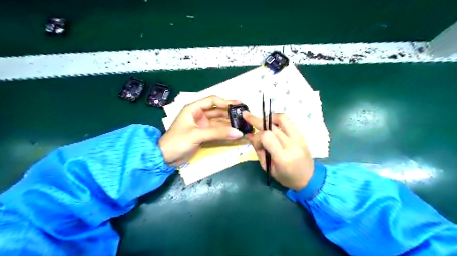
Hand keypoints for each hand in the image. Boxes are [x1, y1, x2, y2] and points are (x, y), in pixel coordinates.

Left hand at [159, 95, 244, 165]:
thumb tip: (238, 132)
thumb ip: (217, 133)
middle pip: (217, 111)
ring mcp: (202, 125)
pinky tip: (235, 133)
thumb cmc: (178, 142)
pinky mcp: (204, 135)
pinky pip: (217, 131)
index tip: (238, 105)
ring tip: (242, 125)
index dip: (225, 102)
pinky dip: (225, 132)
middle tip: (244, 116)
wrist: (166, 158)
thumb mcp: (196, 135)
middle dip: (230, 113)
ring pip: (219, 122)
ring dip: (229, 123)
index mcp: (194, 109)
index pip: (212, 101)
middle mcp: (199, 115)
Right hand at [243, 112, 314, 189]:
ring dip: (269, 117)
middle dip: (256, 120)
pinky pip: (289, 121)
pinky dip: (278, 120)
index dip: (257, 136)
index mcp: (282, 157)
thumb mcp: (268, 168)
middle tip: (246, 115)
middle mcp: (291, 145)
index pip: (266, 136)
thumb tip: (249, 135)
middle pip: (271, 126)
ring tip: (262, 122)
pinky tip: (272, 124)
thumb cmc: (286, 177)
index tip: (254, 142)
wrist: (309, 179)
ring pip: (282, 118)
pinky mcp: (302, 135)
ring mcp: (298, 138)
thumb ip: (258, 150)